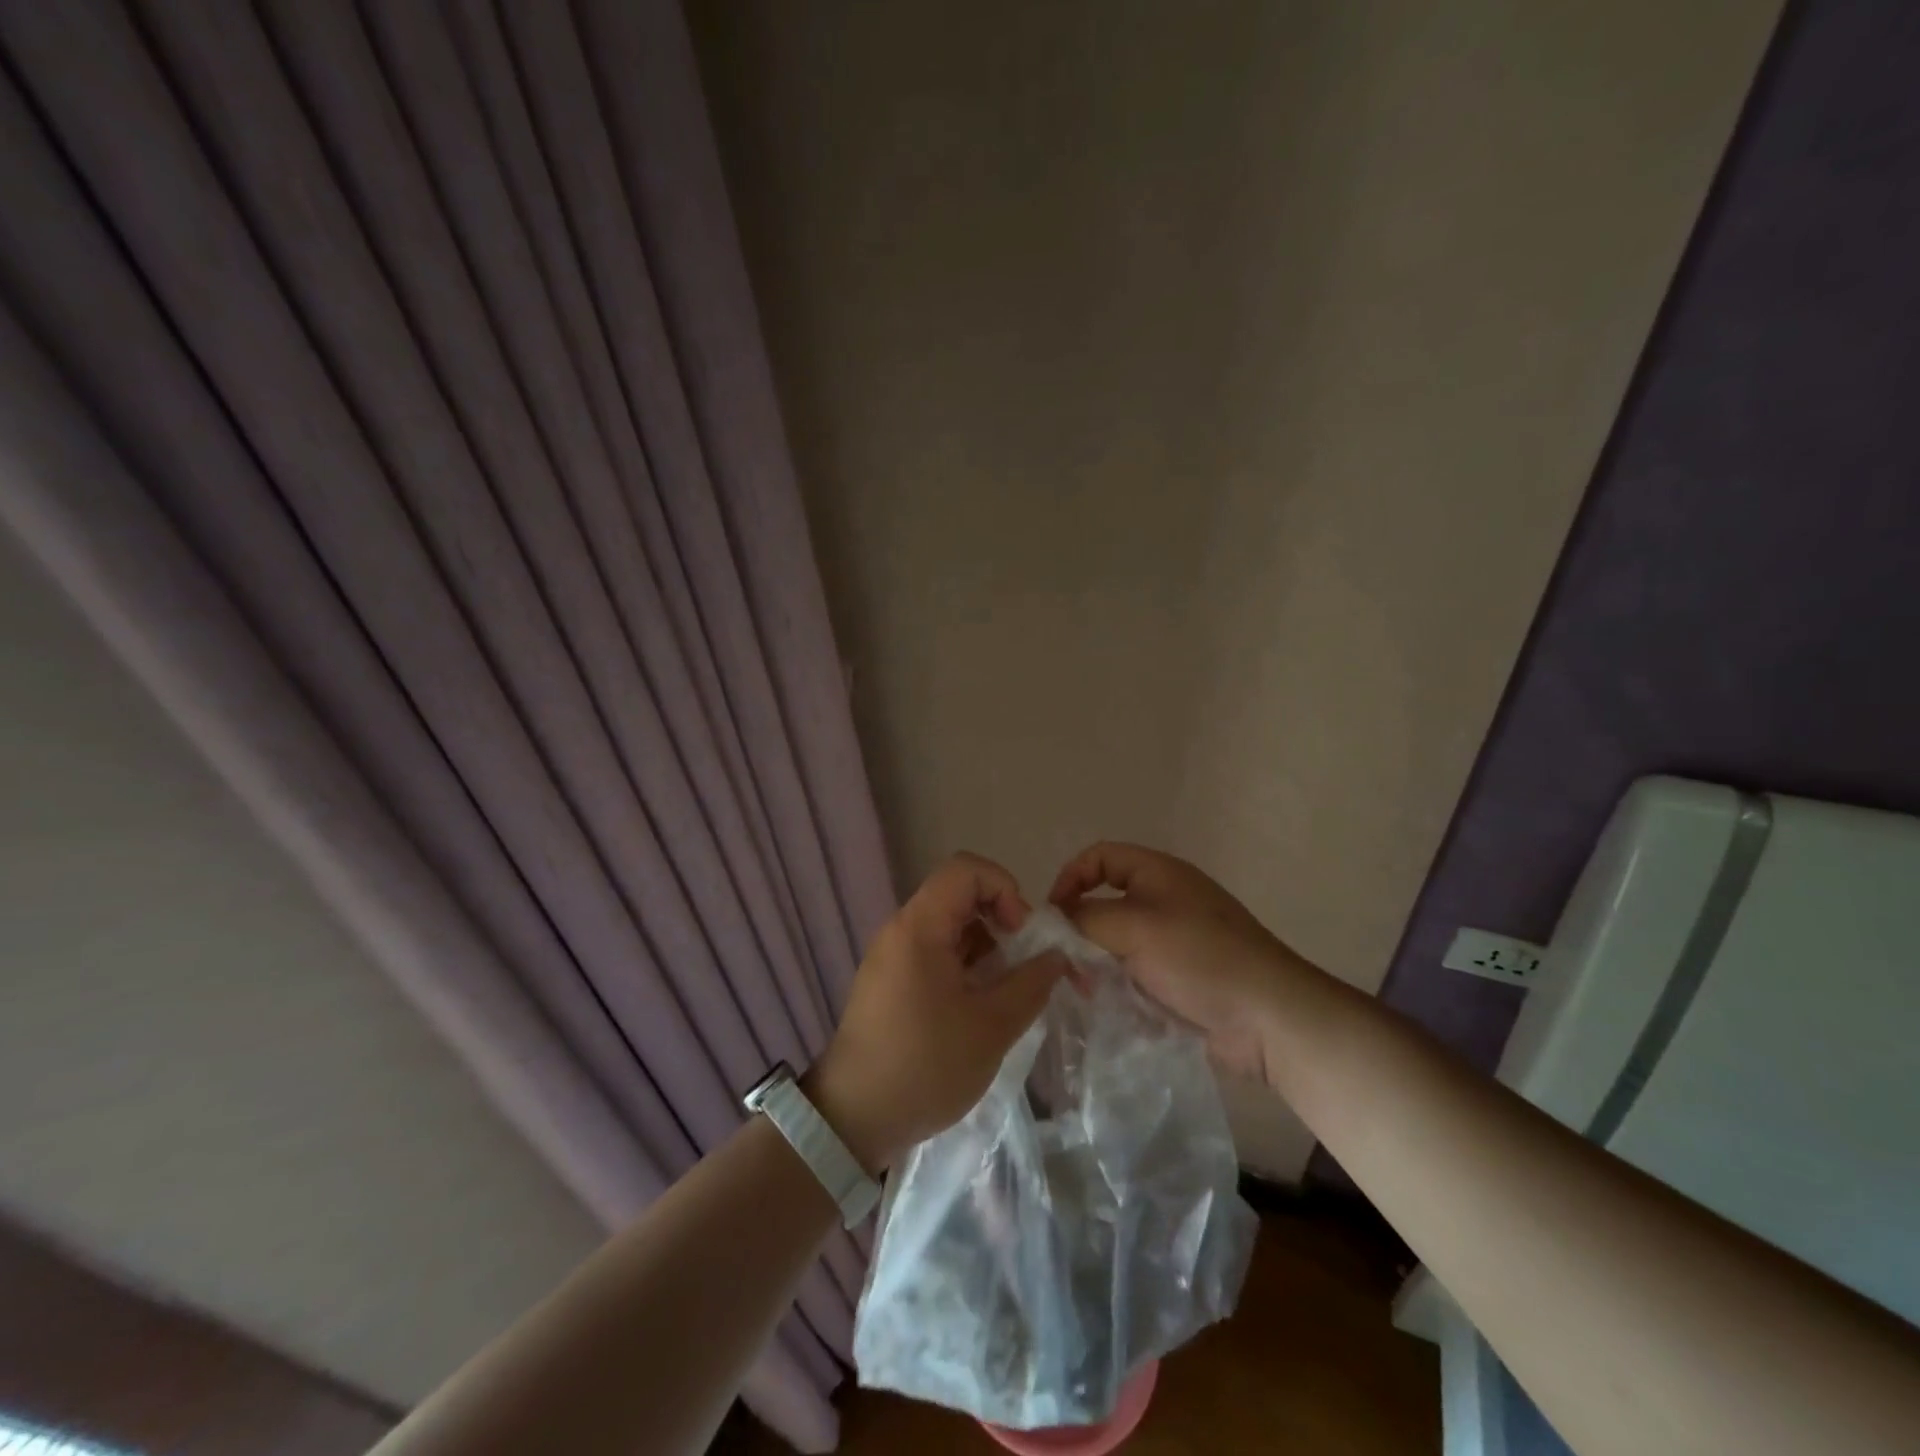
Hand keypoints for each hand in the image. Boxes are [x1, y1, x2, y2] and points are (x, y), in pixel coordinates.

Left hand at [807, 853, 1065, 1171]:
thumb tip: (1056, 956)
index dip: (1004, 888)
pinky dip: (963, 965)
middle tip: (1023, 963)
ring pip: (948, 926)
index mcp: (919, 927)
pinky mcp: (889, 981)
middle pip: (958, 895)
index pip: (966, 870)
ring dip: (984, 946)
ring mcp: (891, 956)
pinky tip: (979, 1006)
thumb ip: (1031, 983)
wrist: (854, 1119)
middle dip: (1000, 919)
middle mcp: (900, 930)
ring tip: (1005, 991)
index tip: (1022, 933)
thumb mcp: (992, 1027)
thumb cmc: (925, 1066)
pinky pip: (933, 952)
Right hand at [1050, 841, 1309, 1083]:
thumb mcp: (1134, 927)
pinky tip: (1106, 1005)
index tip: (1053, 916)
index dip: (1070, 878)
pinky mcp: (1178, 979)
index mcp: (1158, 873)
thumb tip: (1056, 923)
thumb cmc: (1199, 958)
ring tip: (1085, 988)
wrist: (1269, 1018)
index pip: (1100, 857)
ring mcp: (1173, 942)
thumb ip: (1085, 918)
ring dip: (1095, 962)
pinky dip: (1116, 984)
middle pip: (1105, 901)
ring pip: (1116, 942)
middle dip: (1080, 928)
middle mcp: (1164, 901)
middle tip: (1065, 961)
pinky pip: (1134, 972)